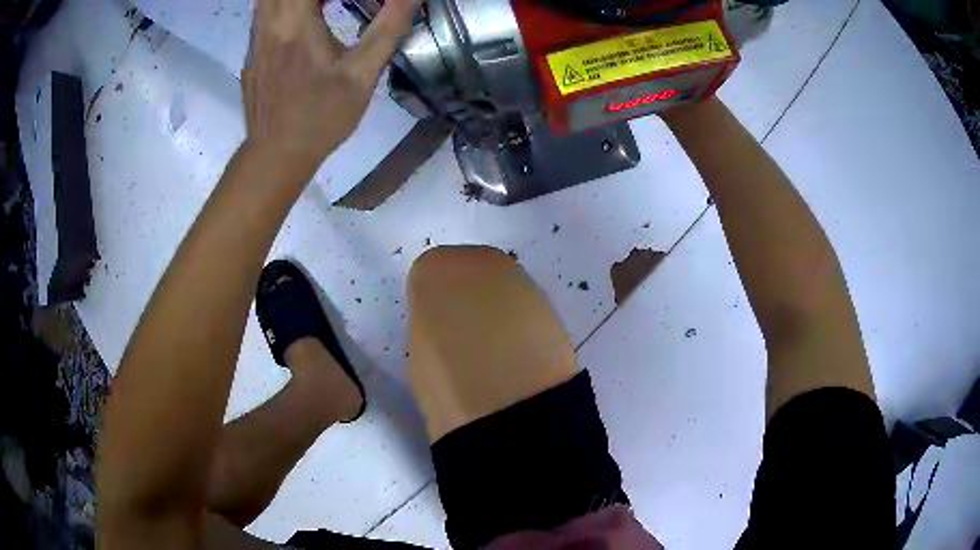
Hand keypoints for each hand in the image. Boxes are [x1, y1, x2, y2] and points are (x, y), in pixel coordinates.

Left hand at [242, 0, 416, 166]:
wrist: (276, 155)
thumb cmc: (320, 118)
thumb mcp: (362, 75)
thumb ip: (387, 29)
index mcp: (296, 25)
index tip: (351, 0)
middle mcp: (269, 26)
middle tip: (335, 3)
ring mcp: (255, 41)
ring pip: (267, 0)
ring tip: (322, 8)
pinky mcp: (251, 55)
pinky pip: (263, 17)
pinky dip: (284, 8)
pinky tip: (303, 23)